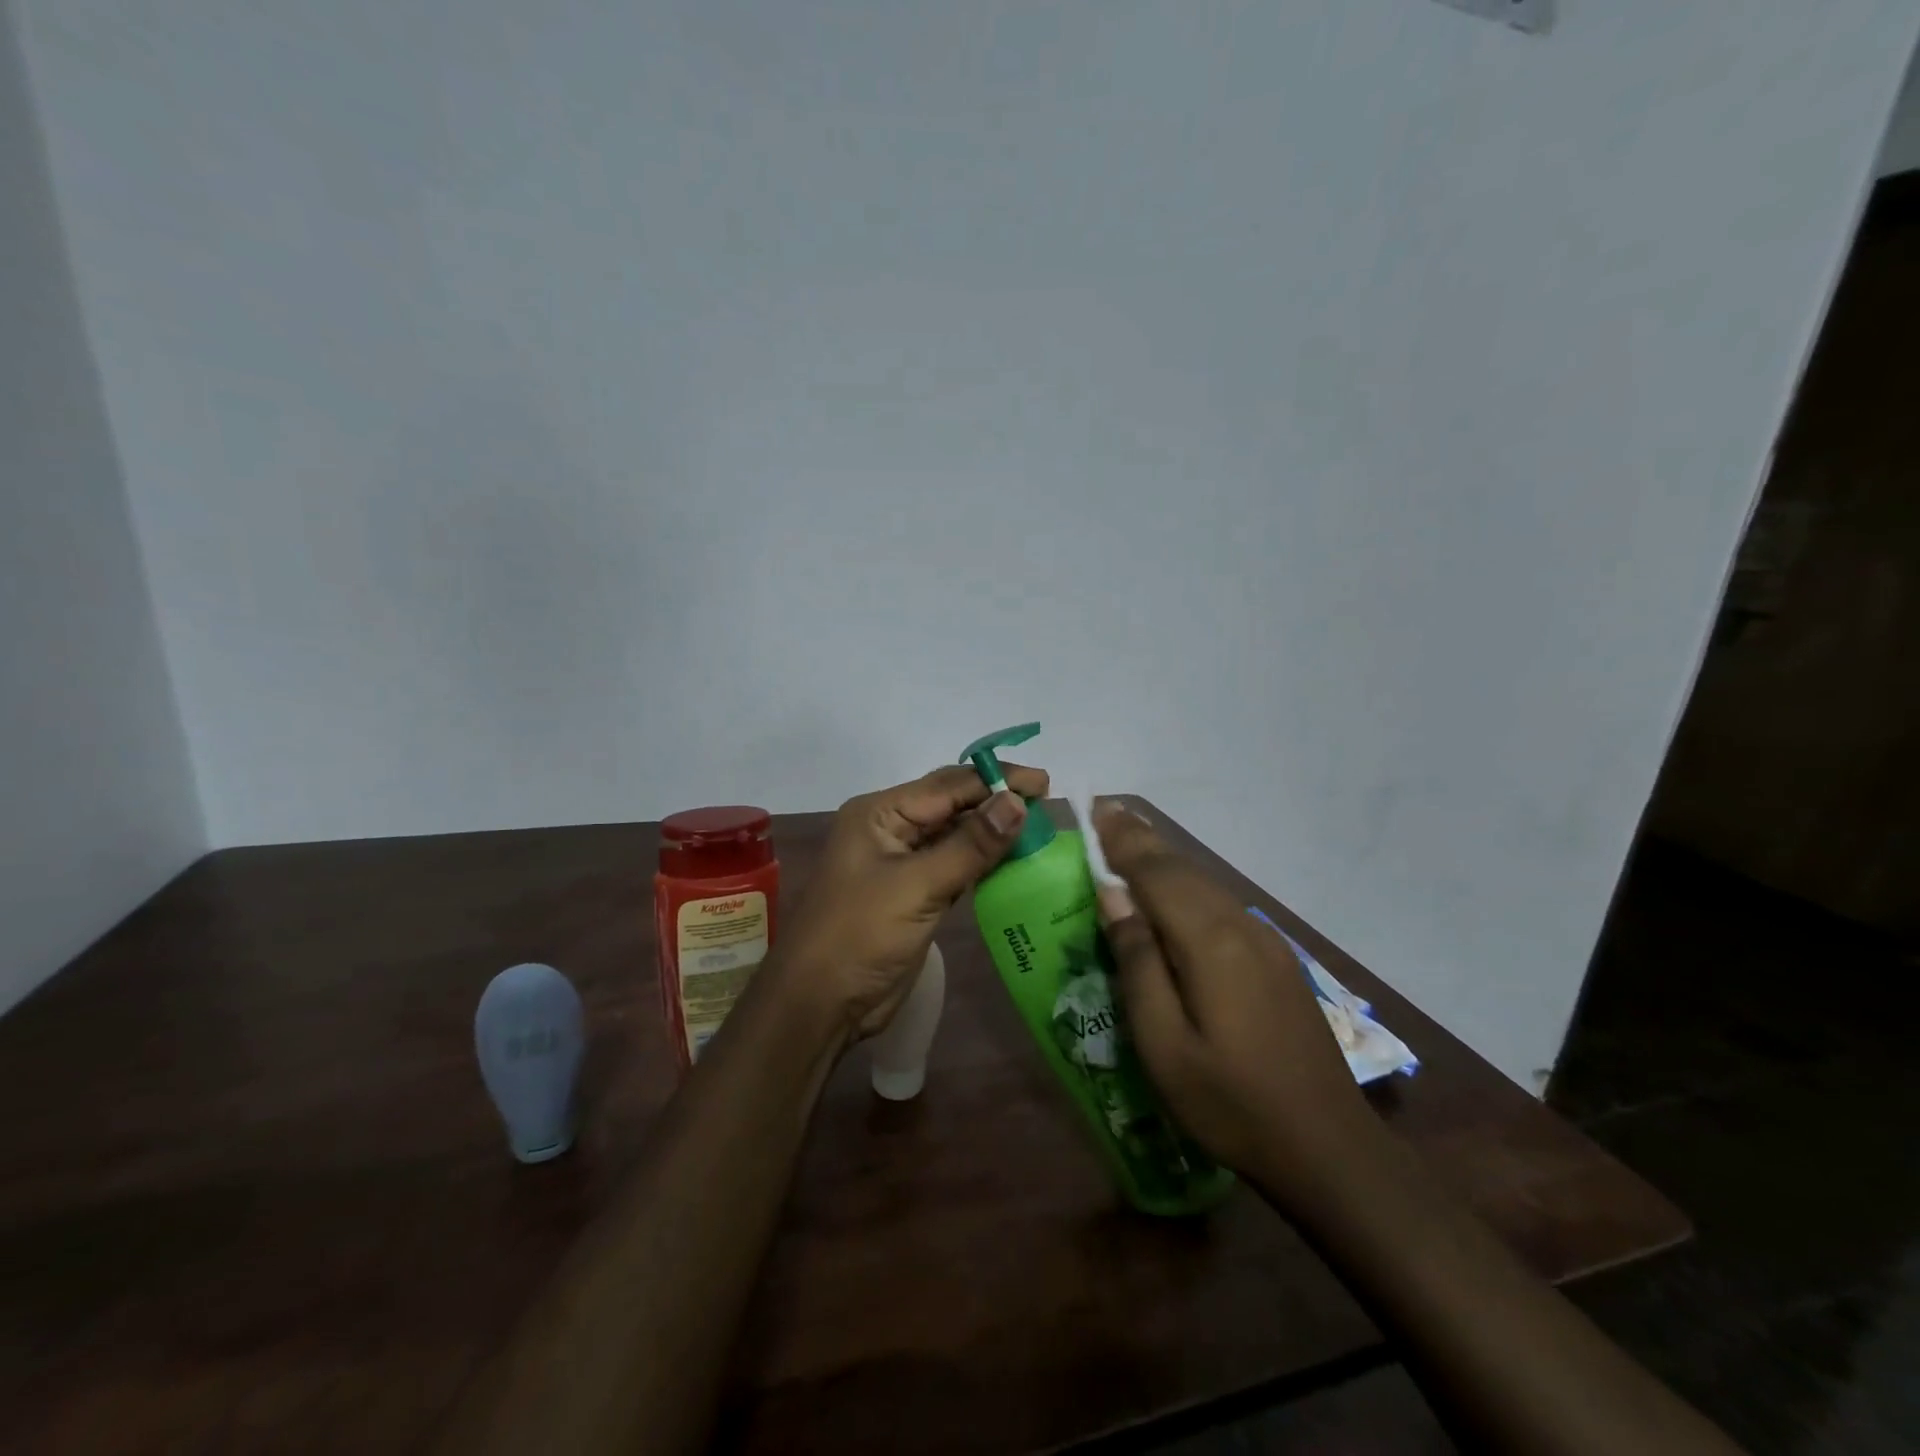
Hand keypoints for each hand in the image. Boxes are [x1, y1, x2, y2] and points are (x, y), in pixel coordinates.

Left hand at [774, 763, 1048, 1040]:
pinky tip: (1015, 860)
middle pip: (953, 805)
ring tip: (1040, 829)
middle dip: (997, 802)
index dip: (997, 780)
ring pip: (956, 835)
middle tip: (1048, 804)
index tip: (1044, 782)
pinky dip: (984, 861)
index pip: (948, 785)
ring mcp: (902, 862)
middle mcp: (891, 828)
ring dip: (994, 832)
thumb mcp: (917, 886)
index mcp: (881, 813)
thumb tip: (1017, 802)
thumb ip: (970, 845)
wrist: (821, 1004)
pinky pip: (956, 865)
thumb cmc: (860, 935)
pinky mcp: (915, 893)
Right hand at [1093, 803, 1371, 1196]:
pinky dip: (1190, 884)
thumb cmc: (1230, 1102)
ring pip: (1205, 884)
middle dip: (1142, 839)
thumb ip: (1137, 962)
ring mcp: (1266, 942)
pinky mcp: (1278, 960)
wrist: (1329, 1149)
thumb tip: (1113, 897)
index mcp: (1208, 941)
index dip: (1123, 840)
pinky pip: (1222, 905)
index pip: (1155, 873)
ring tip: (1134, 836)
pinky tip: (1177, 891)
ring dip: (1166, 858)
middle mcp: (1239, 926)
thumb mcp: (1163, 1044)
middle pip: (1183, 869)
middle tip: (1109, 810)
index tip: (1097, 807)